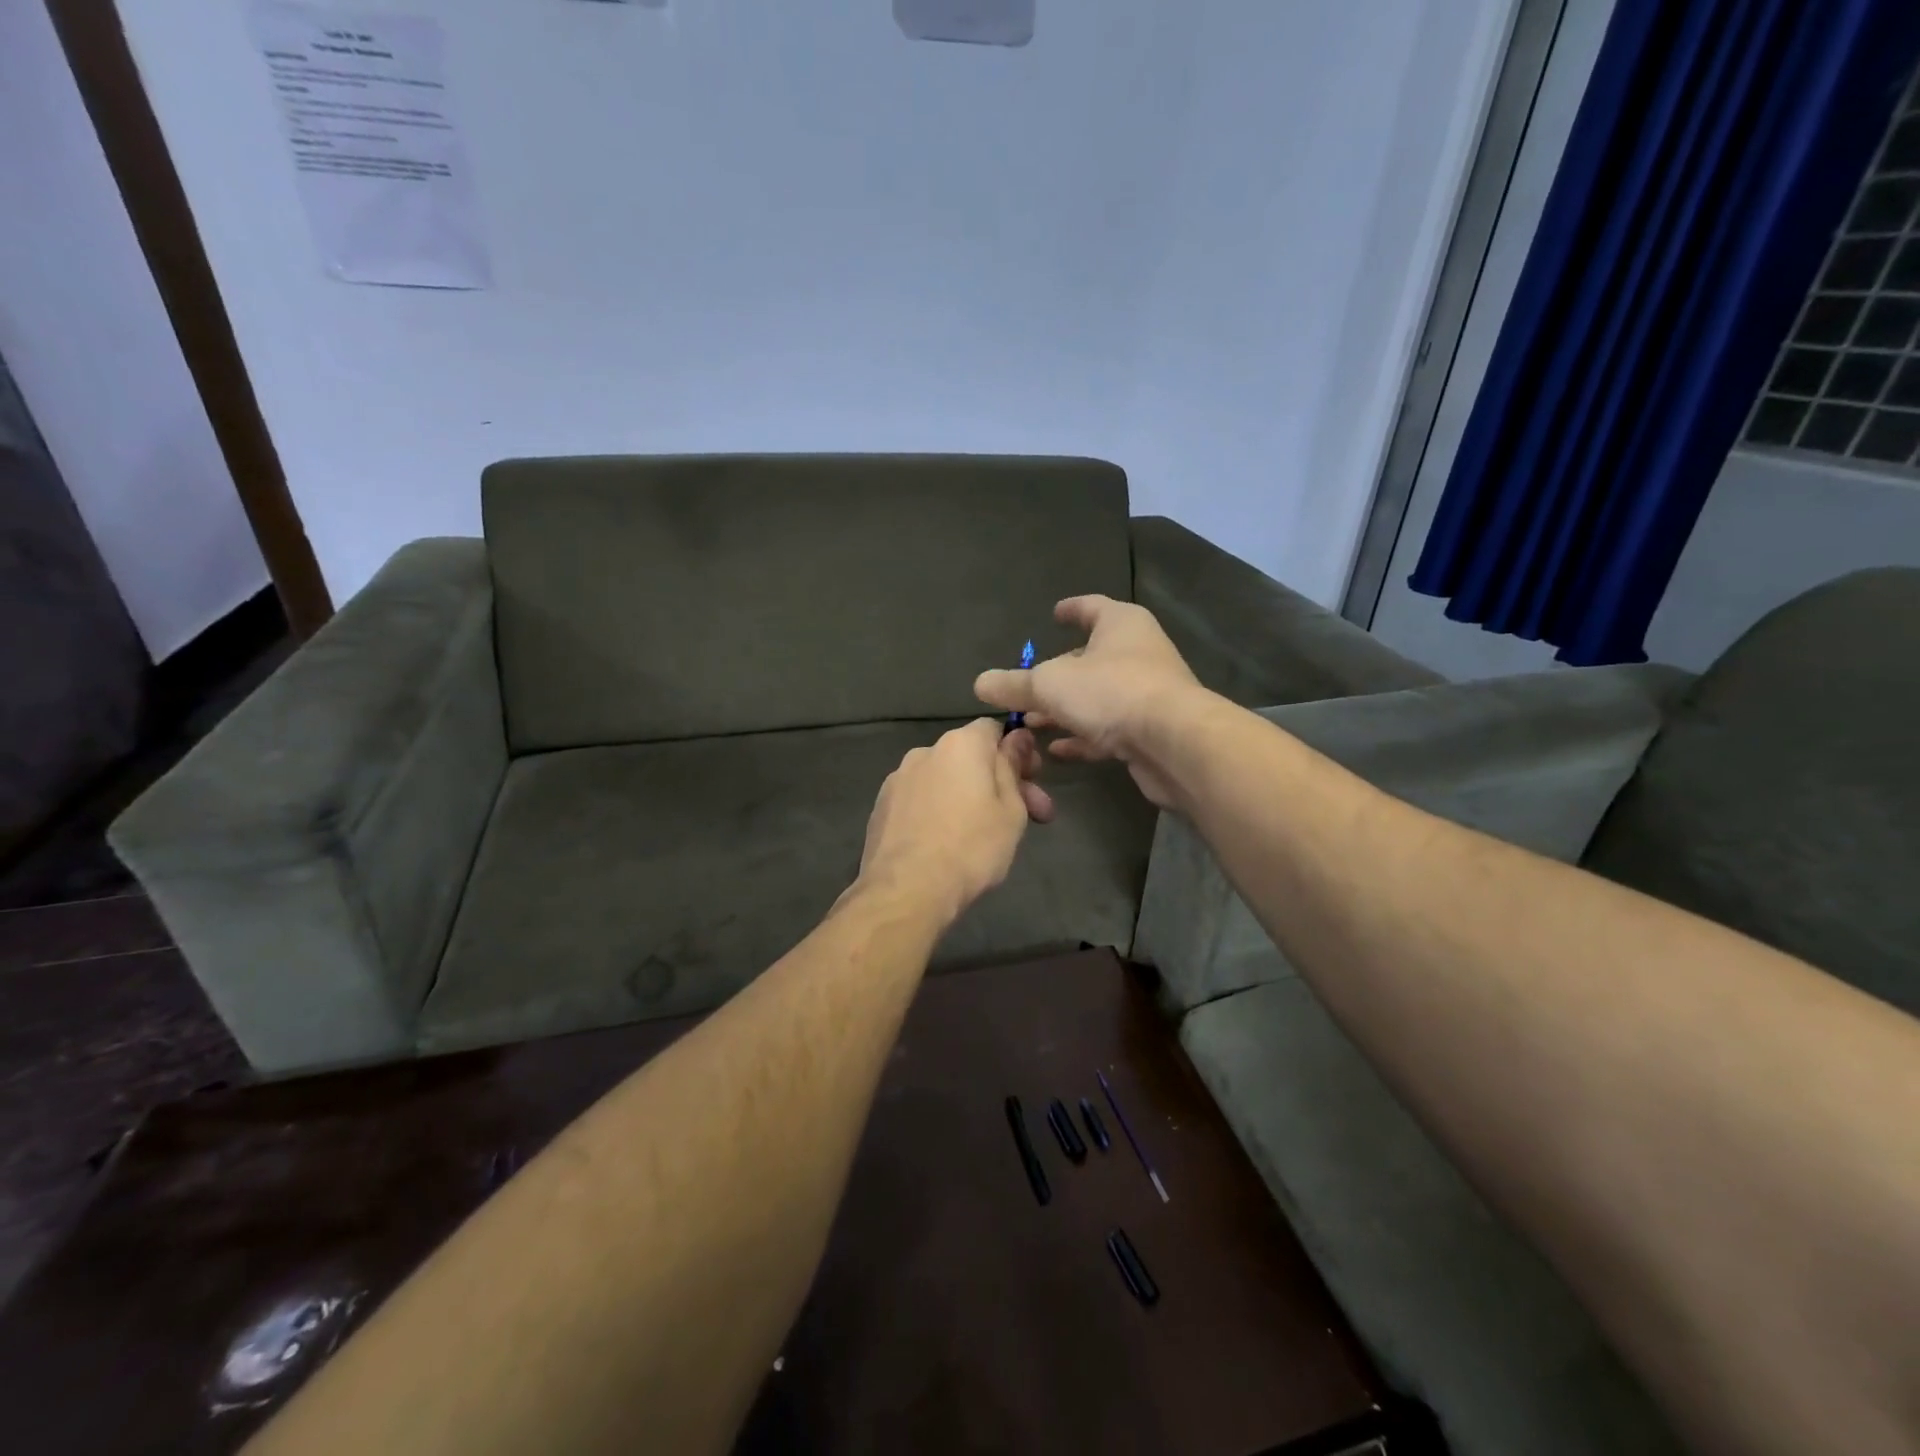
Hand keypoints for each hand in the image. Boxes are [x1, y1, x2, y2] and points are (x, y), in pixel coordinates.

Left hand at [854, 720, 1054, 923]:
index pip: (994, 729)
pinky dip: (937, 811)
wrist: (906, 890)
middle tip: (1025, 818)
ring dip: (966, 796)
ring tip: (981, 835)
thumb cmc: (972, 847)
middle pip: (969, 757)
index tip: (1031, 781)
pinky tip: (945, 841)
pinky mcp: (881, 806)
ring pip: (943, 779)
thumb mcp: (1011, 810)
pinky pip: (920, 799)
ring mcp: (898, 779)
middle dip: (998, 782)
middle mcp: (925, 751)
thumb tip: (1017, 737)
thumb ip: (1012, 767)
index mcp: (960, 745)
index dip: (1016, 751)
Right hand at [974, 596, 1202, 808]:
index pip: (1091, 606)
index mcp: (1120, 624)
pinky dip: (1083, 736)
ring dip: (1065, 709)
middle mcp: (1138, 652)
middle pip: (1092, 657)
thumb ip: (1013, 684)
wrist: (1174, 743)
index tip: (1054, 614)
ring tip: (1032, 723)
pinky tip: (1057, 750)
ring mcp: (1147, 693)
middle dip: (1057, 673)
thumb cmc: (1111, 692)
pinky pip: (1109, 728)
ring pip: (1098, 697)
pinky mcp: (1151, 730)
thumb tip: (980, 683)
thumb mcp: (1049, 685)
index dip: (1071, 609)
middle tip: (1026, 687)